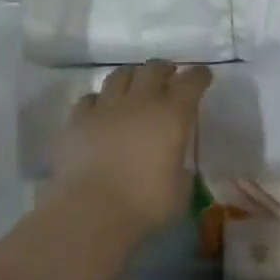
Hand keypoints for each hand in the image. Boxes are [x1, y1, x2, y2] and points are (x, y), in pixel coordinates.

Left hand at [51, 60, 211, 233]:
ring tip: (134, 85)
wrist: (92, 210)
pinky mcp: (77, 119)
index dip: (198, 76)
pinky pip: (89, 98)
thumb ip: (179, 168)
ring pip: (119, 75)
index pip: (190, 83)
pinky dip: (99, 100)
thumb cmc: (145, 204)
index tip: (202, 75)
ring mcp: (105, 107)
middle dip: (164, 69)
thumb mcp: (180, 190)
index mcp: (172, 115)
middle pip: (153, 69)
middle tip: (168, 75)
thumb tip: (173, 164)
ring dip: (131, 76)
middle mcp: (140, 101)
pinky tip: (100, 109)